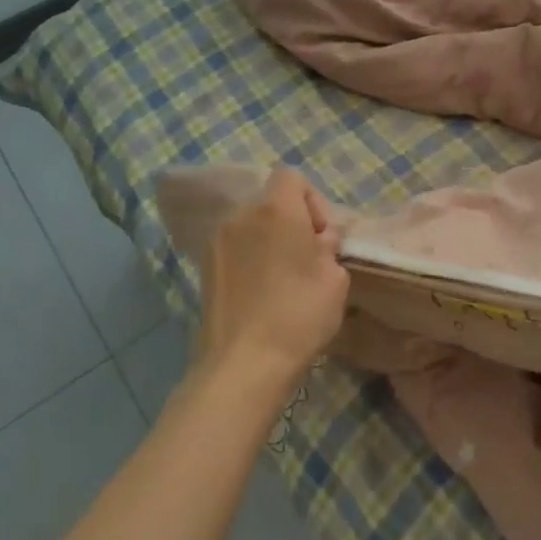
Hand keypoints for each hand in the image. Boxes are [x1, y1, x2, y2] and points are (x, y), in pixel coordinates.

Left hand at [195, 169, 348, 397]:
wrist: (244, 363)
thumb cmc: (299, 313)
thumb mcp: (335, 278)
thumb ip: (328, 247)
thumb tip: (316, 242)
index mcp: (276, 209)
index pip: (292, 176)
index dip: (313, 200)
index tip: (321, 236)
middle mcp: (241, 216)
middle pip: (270, 201)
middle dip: (292, 222)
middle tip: (308, 259)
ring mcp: (217, 242)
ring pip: (251, 226)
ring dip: (270, 242)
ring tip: (285, 280)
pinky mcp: (205, 269)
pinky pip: (236, 249)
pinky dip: (251, 260)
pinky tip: (263, 295)